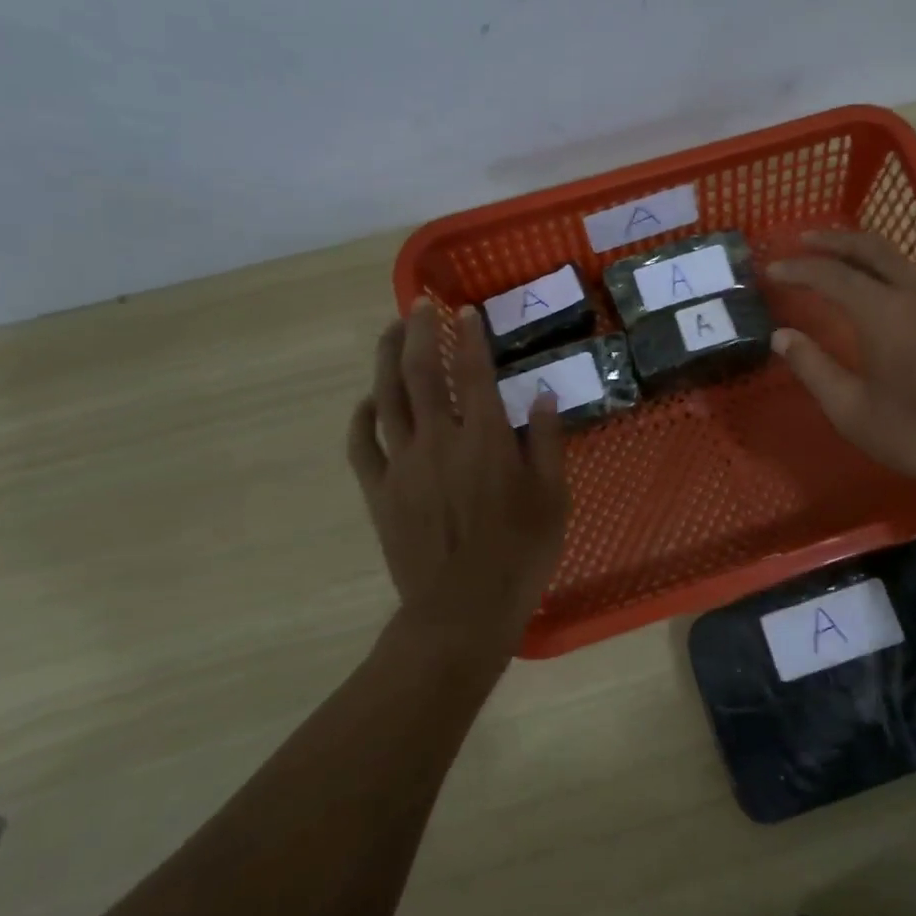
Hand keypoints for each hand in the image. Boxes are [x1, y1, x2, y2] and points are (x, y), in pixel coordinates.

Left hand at [348, 300, 568, 650]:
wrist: (461, 610)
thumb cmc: (520, 554)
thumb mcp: (554, 499)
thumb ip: (549, 444)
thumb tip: (544, 397)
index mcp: (485, 439)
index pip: (473, 371)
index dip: (469, 336)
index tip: (466, 311)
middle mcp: (438, 439)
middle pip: (419, 372)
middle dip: (419, 332)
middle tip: (420, 306)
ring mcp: (401, 464)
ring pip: (386, 398)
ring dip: (385, 359)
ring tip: (389, 331)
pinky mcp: (379, 491)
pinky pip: (361, 445)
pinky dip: (362, 417)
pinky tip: (367, 402)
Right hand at [767, 230, 915, 494]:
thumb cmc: (914, 433)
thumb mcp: (851, 410)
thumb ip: (813, 367)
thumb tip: (781, 336)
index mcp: (883, 313)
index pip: (832, 275)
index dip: (798, 269)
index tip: (772, 271)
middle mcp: (914, 295)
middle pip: (871, 248)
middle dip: (833, 241)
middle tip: (802, 241)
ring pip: (897, 259)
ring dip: (861, 252)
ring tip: (833, 259)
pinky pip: (913, 278)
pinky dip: (883, 270)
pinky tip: (873, 290)